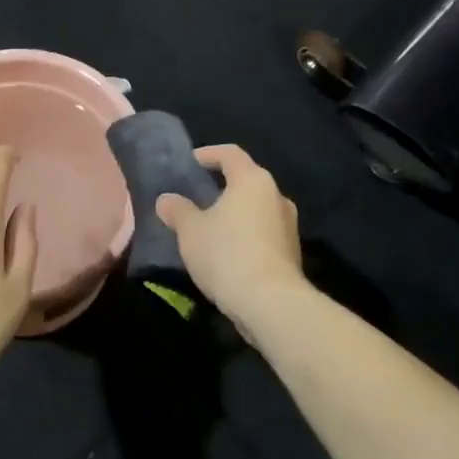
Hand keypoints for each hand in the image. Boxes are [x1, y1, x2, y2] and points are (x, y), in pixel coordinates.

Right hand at [155, 145, 303, 332]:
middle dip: (223, 186)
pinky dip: (246, 235)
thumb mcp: (190, 231)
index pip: (230, 154)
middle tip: (198, 196)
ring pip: (257, 209)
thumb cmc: (227, 254)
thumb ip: (177, 210)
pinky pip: (264, 233)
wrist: (271, 304)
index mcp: (252, 180)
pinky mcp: (292, 253)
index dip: (209, 154)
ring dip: (236, 213)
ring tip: (211, 227)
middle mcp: (276, 196)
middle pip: (247, 181)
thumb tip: (166, 200)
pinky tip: (228, 253)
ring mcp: (288, 226)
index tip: (191, 162)